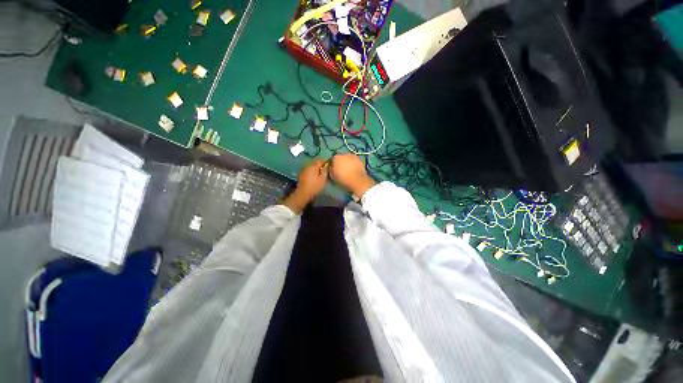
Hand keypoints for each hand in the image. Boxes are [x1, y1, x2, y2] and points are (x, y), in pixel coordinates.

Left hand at [283, 159, 328, 213]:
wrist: (303, 194)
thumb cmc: (315, 187)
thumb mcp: (323, 179)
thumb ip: (325, 170)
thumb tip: (327, 164)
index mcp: (313, 166)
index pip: (320, 160)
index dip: (325, 162)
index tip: (329, 166)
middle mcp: (307, 166)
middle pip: (315, 163)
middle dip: (320, 165)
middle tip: (325, 171)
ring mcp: (303, 170)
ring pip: (311, 167)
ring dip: (316, 169)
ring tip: (320, 175)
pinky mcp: (301, 175)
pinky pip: (308, 171)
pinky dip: (312, 173)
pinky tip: (314, 178)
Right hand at [330, 153, 375, 197]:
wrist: (357, 180)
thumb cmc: (343, 178)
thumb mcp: (332, 176)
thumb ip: (331, 170)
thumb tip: (331, 168)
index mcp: (336, 157)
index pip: (332, 159)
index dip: (333, 165)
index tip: (334, 170)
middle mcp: (344, 154)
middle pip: (341, 157)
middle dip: (341, 162)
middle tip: (342, 170)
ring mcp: (352, 156)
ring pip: (348, 158)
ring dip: (348, 162)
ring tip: (349, 170)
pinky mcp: (359, 159)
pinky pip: (354, 161)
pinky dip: (354, 164)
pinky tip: (354, 170)